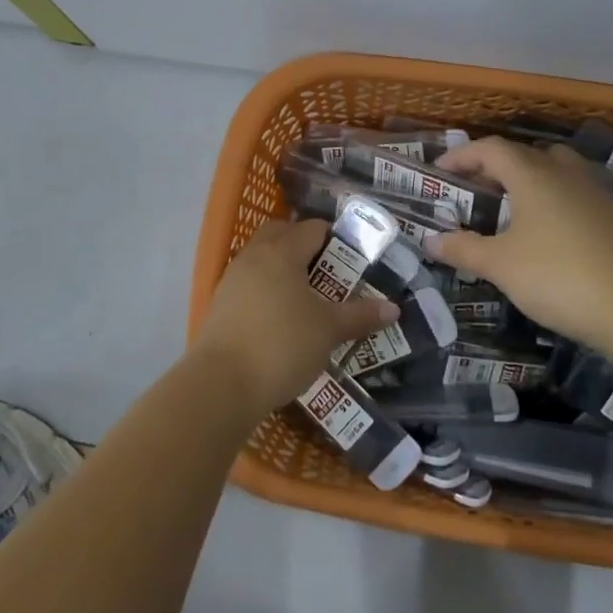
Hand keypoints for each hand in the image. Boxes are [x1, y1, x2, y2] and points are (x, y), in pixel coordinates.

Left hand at [189, 219, 399, 416]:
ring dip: (283, 269)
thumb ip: (360, 315)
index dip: (335, 238)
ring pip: (262, 259)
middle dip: (304, 245)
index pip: (312, 228)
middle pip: (280, 235)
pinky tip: (281, 317)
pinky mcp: (220, 305)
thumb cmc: (282, 344)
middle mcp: (254, 256)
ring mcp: (232, 280)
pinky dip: (267, 290)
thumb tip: (393, 308)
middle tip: (329, 271)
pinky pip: (249, 284)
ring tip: (308, 296)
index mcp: (281, 252)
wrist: (221, 384)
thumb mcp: (329, 330)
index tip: (353, 257)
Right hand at [428, 137, 612, 347]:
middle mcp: (564, 173)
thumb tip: (431, 240)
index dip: (462, 155)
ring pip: (555, 168)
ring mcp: (594, 192)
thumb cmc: (556, 276)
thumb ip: (463, 248)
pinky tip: (547, 228)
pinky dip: (552, 197)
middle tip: (473, 188)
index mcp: (532, 175)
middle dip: (493, 165)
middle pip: (524, 153)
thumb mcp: (500, 265)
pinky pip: (574, 191)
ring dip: (528, 177)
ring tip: (510, 203)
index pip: (490, 149)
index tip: (441, 171)